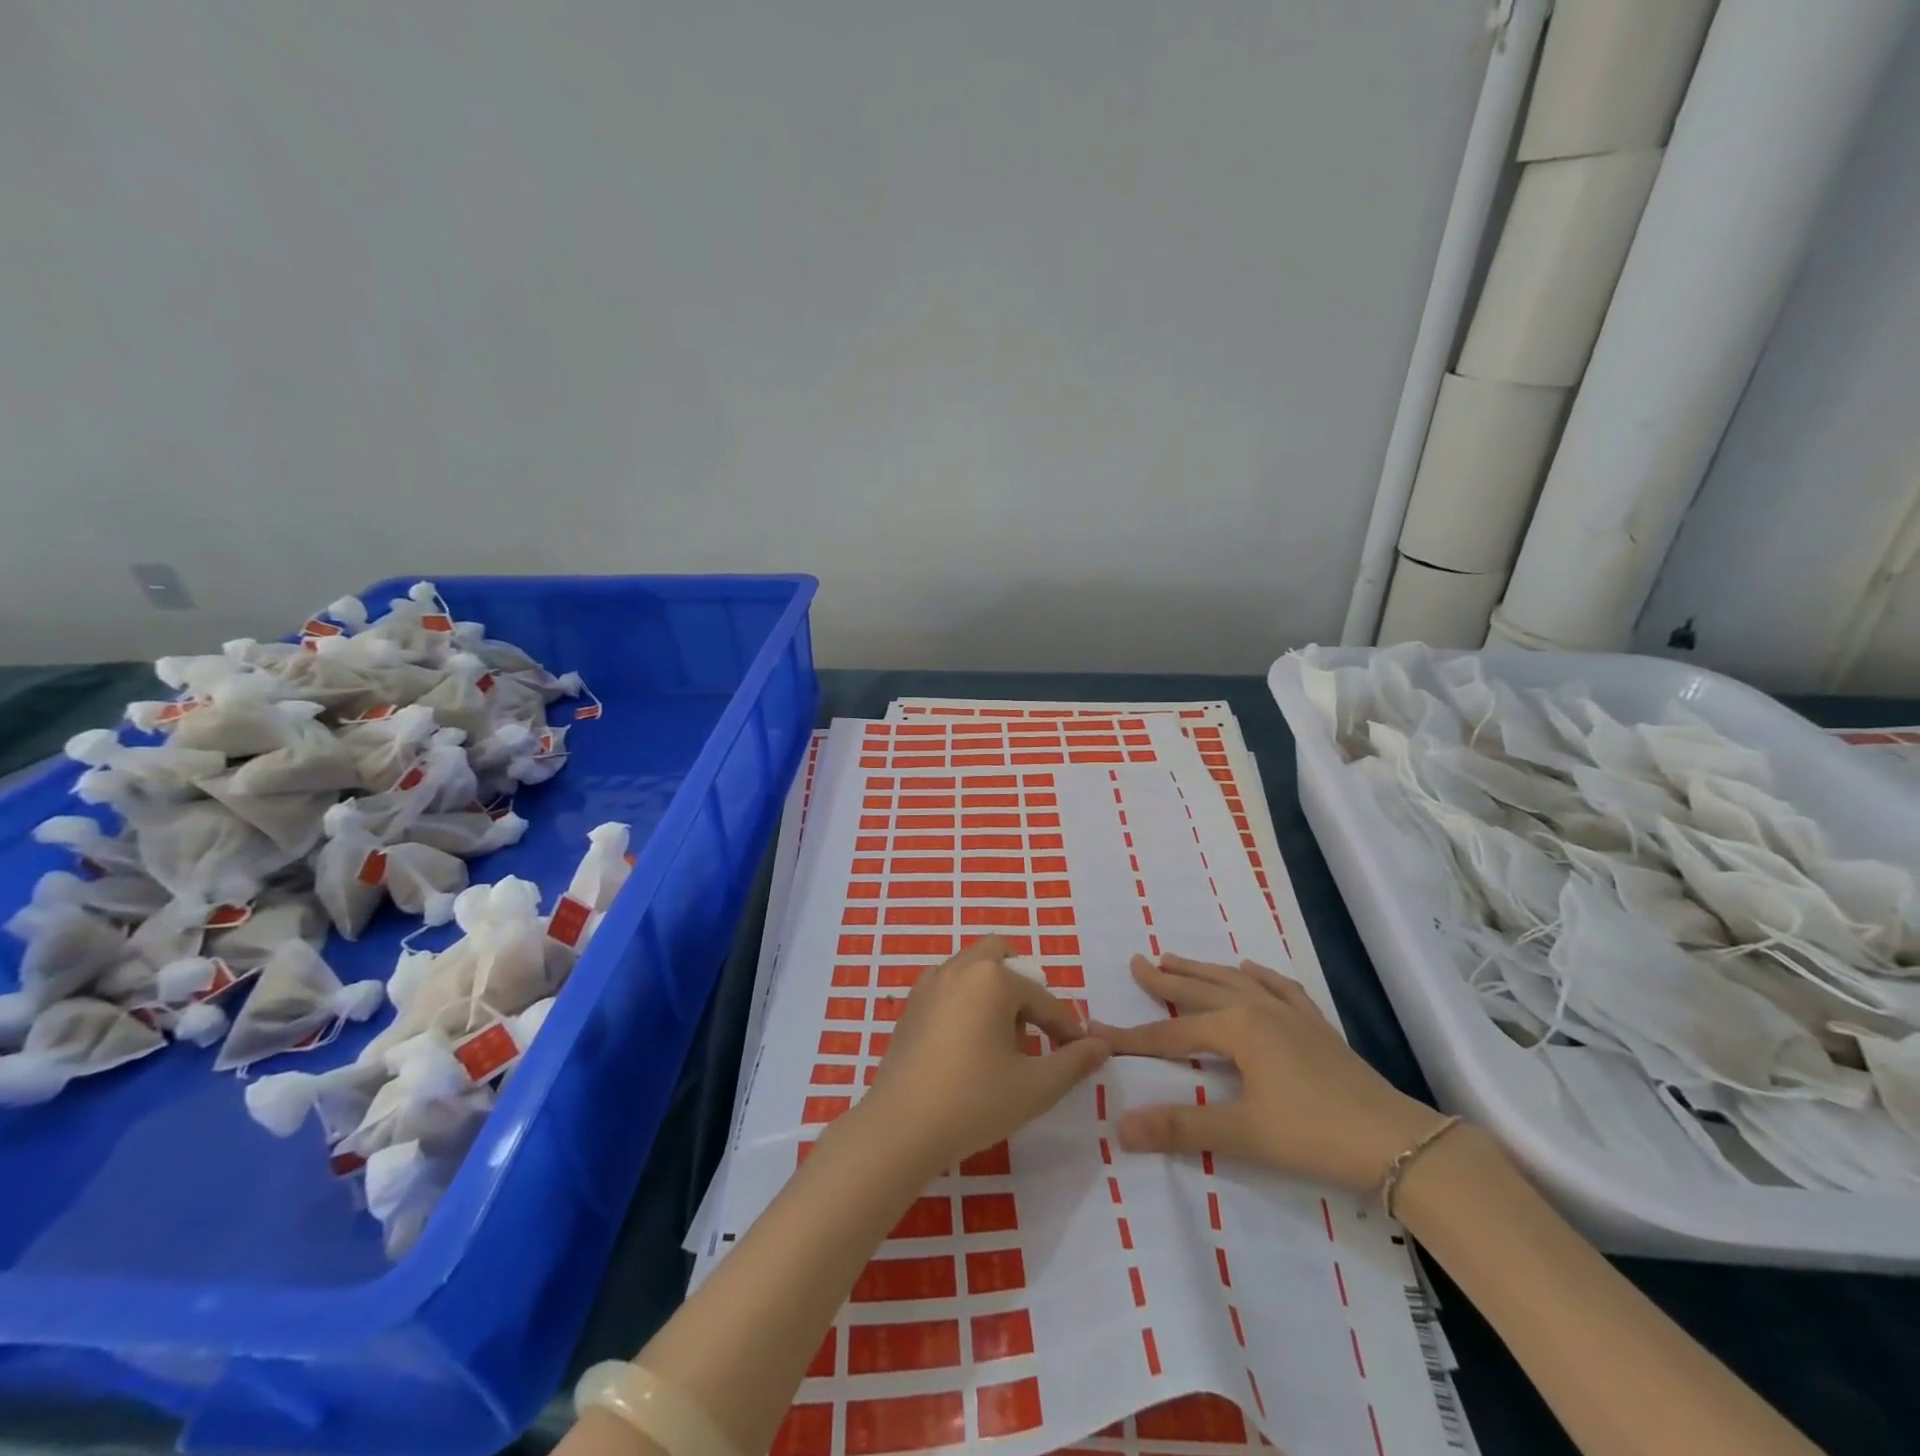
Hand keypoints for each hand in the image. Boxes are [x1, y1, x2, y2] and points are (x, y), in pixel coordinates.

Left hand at [859, 934, 1109, 1175]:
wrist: (899, 1129)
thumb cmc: (973, 1103)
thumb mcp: (1034, 1087)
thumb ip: (1073, 1062)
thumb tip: (1102, 1045)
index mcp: (992, 979)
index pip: (1043, 998)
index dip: (1066, 1028)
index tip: (1080, 1053)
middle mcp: (959, 968)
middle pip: (1002, 956)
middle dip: (1024, 987)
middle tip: (1033, 1030)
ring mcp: (929, 983)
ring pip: (973, 969)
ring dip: (994, 991)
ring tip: (1002, 1041)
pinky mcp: (911, 1005)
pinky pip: (949, 986)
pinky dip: (967, 1000)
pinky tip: (968, 1045)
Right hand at [1092, 953, 1443, 1191]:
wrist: (1397, 1142)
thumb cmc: (1313, 1134)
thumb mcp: (1243, 1134)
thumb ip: (1181, 1126)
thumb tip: (1120, 1126)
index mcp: (1237, 1029)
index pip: (1171, 1032)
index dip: (1132, 1036)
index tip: (1096, 1029)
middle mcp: (1258, 1009)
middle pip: (1200, 991)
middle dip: (1166, 979)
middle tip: (1137, 962)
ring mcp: (1290, 1013)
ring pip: (1234, 982)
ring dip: (1202, 971)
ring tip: (1175, 957)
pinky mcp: (1315, 1025)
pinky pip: (1279, 987)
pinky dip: (1259, 975)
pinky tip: (1250, 967)